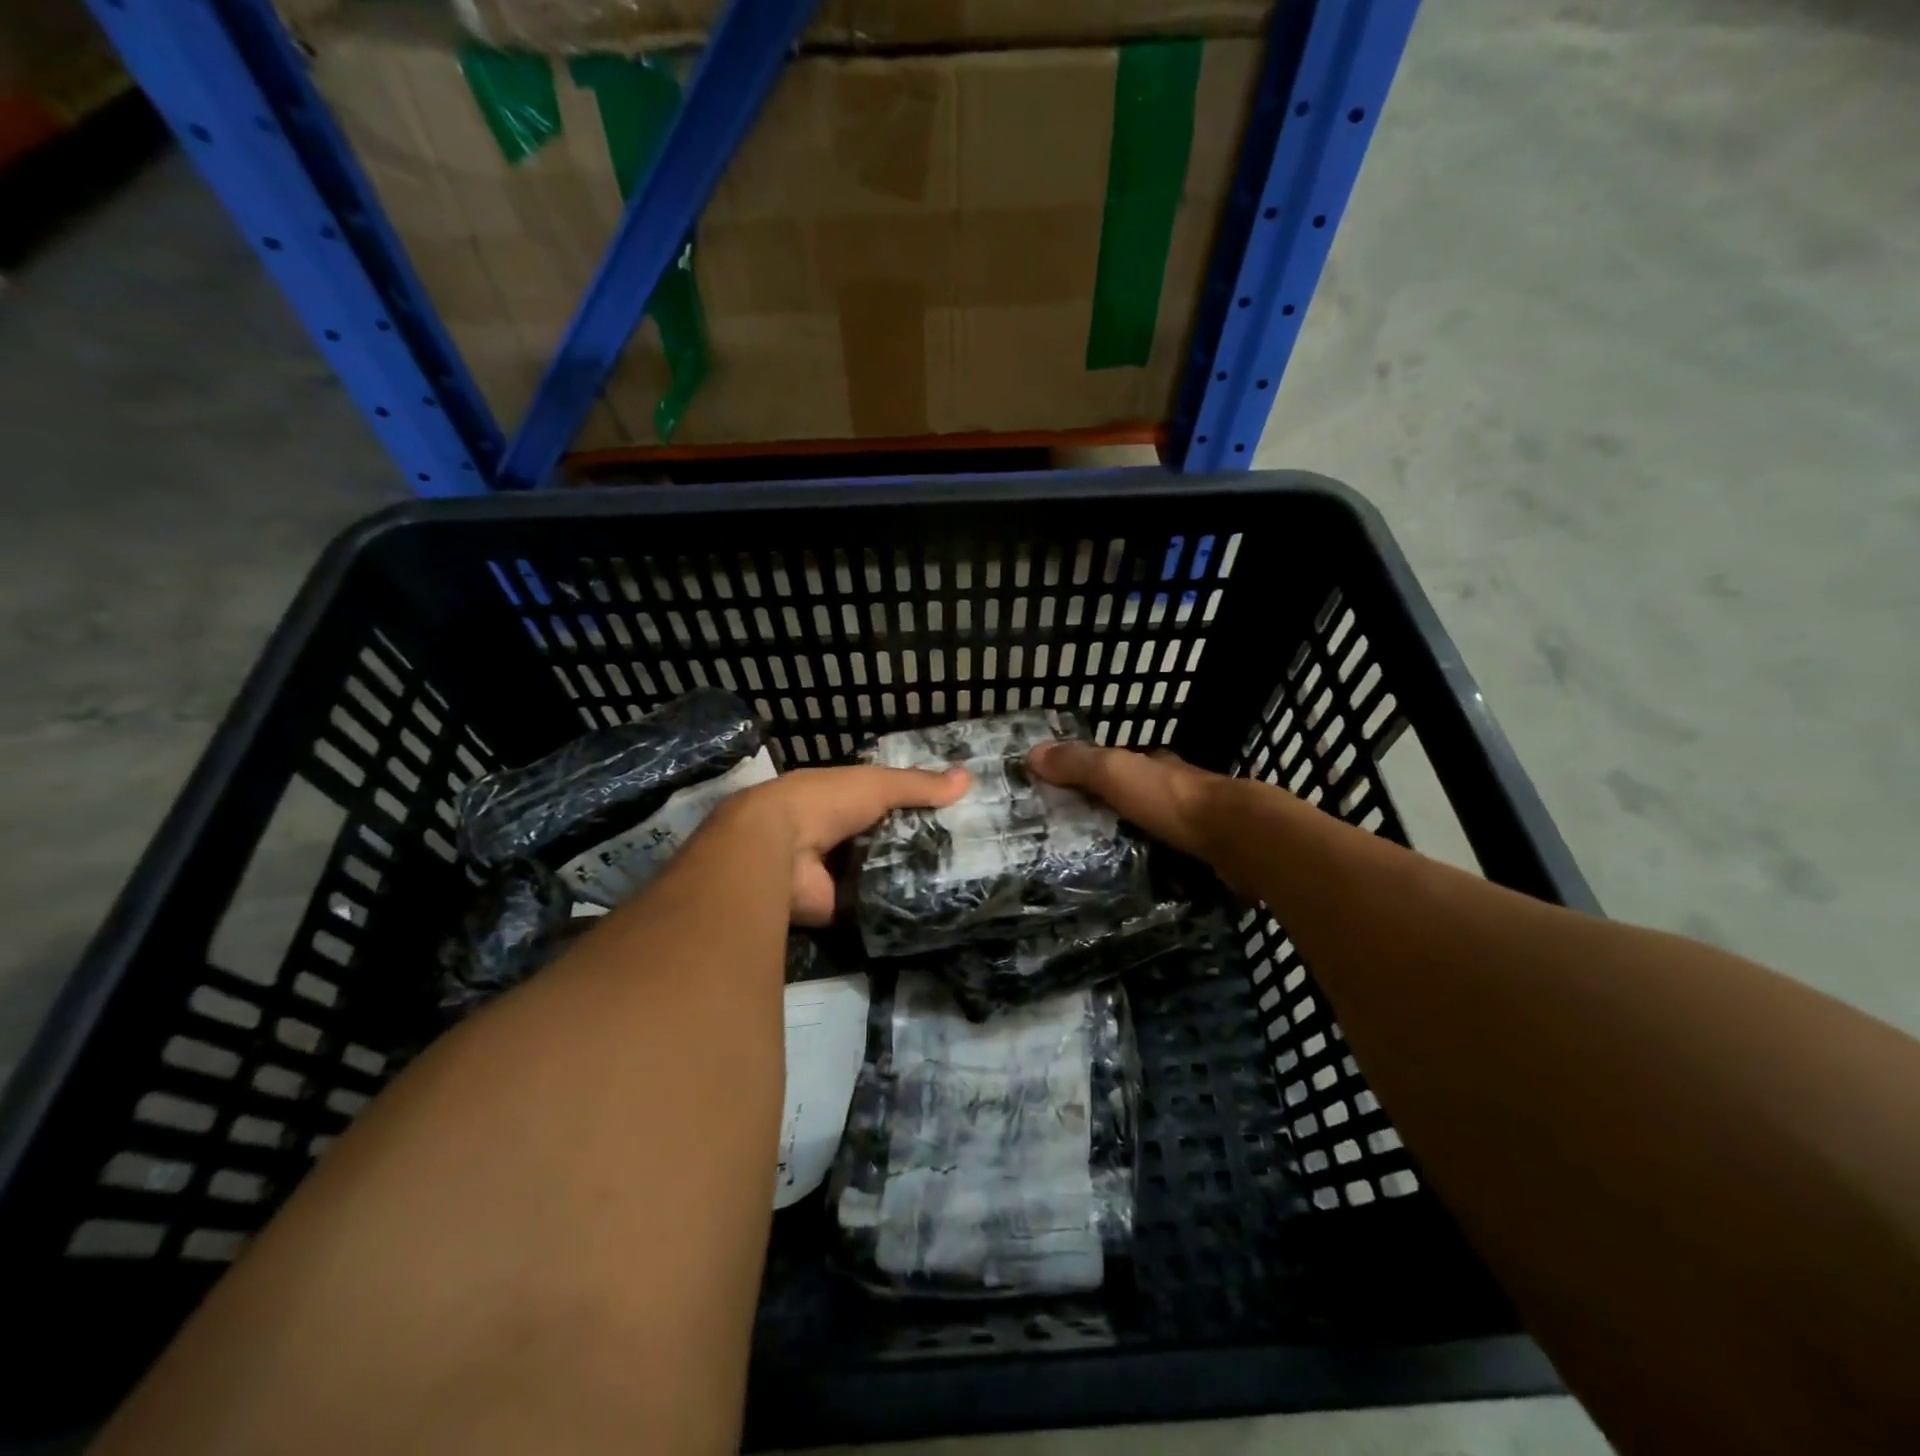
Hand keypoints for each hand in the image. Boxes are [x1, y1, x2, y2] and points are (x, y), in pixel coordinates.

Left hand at [730, 764, 969, 924]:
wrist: (777, 850)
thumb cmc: (826, 802)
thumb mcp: (878, 784)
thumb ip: (919, 785)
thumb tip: (968, 779)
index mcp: (841, 799)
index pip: (886, 800)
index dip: (917, 804)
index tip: (956, 812)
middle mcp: (838, 835)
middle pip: (887, 839)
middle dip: (919, 844)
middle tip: (967, 852)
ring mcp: (837, 873)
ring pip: (883, 873)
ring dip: (910, 876)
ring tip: (960, 880)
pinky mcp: (839, 908)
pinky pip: (875, 906)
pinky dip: (897, 906)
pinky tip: (935, 908)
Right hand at [1027, 741, 1225, 862]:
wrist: (1238, 838)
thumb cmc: (1170, 800)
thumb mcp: (1114, 774)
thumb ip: (1077, 764)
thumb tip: (1031, 753)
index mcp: (1156, 764)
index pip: (1121, 762)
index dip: (1095, 772)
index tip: (1069, 791)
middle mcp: (1179, 786)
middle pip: (1141, 793)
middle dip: (1116, 806)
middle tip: (1081, 831)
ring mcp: (1199, 820)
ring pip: (1159, 823)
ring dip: (1137, 834)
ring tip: (1105, 859)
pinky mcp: (1212, 851)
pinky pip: (1176, 851)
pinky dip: (1159, 858)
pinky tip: (1143, 875)